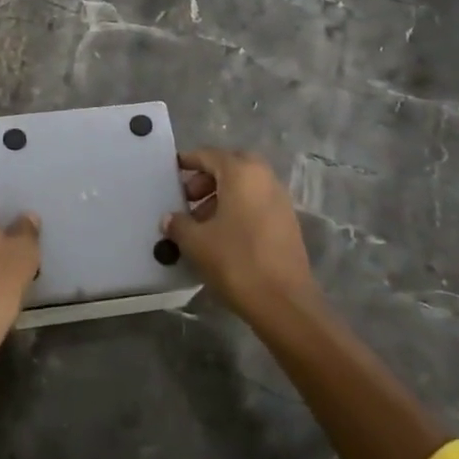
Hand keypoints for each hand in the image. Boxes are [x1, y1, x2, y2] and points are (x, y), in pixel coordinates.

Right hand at [163, 148, 317, 324]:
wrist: (284, 303)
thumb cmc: (236, 262)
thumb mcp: (197, 243)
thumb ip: (179, 224)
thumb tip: (169, 219)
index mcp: (241, 173)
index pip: (210, 155)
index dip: (189, 160)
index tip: (173, 169)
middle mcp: (264, 178)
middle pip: (231, 166)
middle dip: (208, 177)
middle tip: (189, 197)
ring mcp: (280, 199)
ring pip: (246, 185)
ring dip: (223, 194)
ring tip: (201, 221)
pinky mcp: (288, 222)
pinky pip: (258, 202)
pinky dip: (239, 208)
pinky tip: (223, 235)